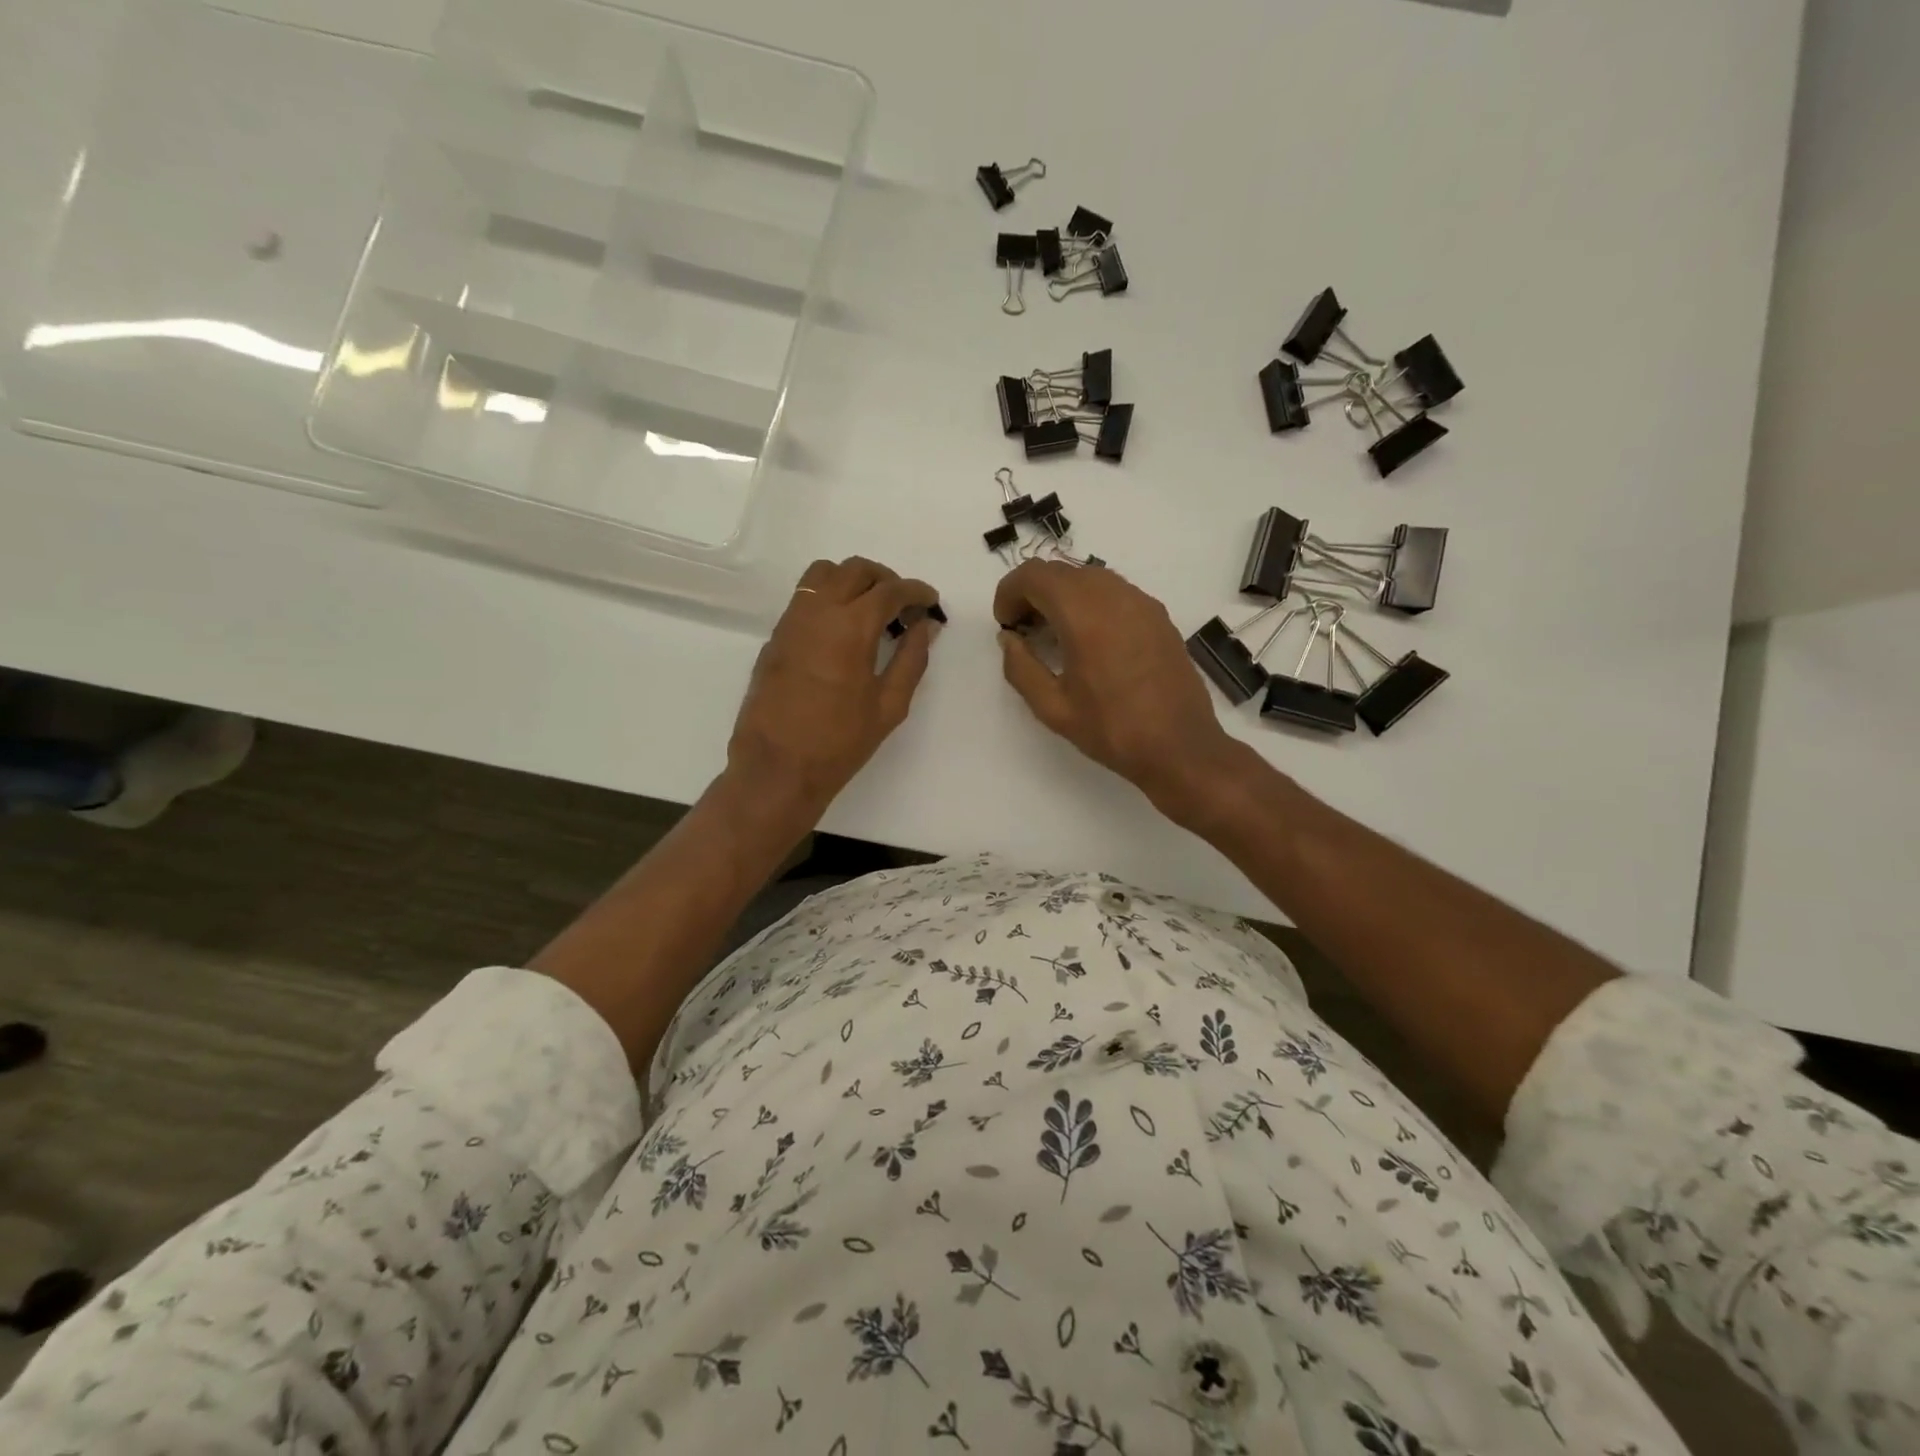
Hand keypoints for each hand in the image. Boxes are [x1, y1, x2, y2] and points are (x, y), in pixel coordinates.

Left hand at [727, 557, 941, 815]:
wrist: (777, 767)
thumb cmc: (840, 742)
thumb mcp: (889, 705)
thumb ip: (911, 658)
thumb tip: (926, 625)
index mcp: (851, 627)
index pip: (890, 590)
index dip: (915, 591)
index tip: (930, 602)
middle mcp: (818, 611)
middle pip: (856, 570)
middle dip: (886, 579)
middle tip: (903, 605)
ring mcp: (791, 621)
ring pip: (824, 574)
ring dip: (853, 580)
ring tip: (870, 610)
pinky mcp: (776, 636)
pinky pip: (805, 597)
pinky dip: (829, 596)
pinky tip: (842, 629)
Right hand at [994, 560, 1251, 819]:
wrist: (1181, 747)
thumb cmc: (1112, 730)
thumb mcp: (1053, 708)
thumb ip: (1021, 667)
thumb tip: (1010, 639)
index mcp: (1084, 614)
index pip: (1034, 575)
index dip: (1009, 592)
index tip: (1005, 624)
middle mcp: (1114, 596)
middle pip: (1061, 571)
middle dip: (1034, 593)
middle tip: (1024, 631)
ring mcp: (1141, 602)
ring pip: (1089, 577)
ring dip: (1063, 596)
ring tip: (1056, 636)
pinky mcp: (1159, 616)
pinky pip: (1115, 592)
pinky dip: (1091, 603)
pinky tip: (1090, 642)